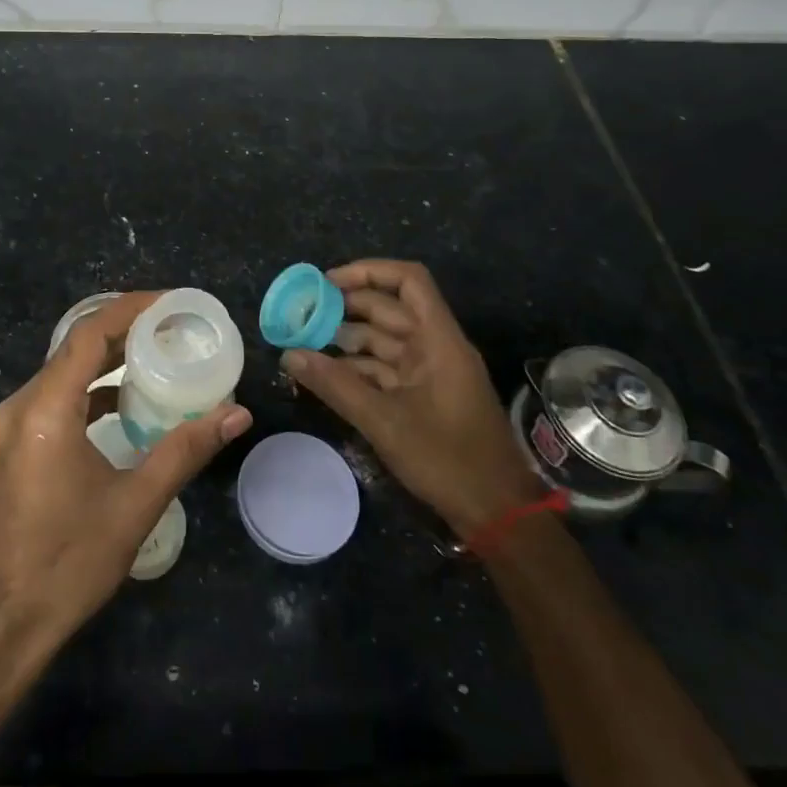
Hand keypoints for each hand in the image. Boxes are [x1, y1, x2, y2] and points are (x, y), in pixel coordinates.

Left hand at [0, 291, 251, 669]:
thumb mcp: (134, 505)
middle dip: (124, 330)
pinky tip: (123, 402)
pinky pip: (55, 397)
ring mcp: (11, 426)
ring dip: (106, 360)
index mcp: (45, 410)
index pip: (88, 334)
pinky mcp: (13, 445)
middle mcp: (21, 406)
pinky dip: (90, 389)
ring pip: (63, 372)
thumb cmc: (67, 564)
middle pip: (75, 347)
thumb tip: (237, 414)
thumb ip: (185, 451)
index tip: (172, 302)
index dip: (130, 309)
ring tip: (157, 355)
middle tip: (174, 326)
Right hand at [281, 260, 538, 536]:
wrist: (497, 514)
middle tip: (302, 315)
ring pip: (383, 340)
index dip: (368, 272)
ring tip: (304, 342)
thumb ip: (335, 385)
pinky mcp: (424, 396)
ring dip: (346, 339)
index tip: (327, 283)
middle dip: (345, 308)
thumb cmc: (448, 460)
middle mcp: (435, 347)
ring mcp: (430, 372)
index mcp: (439, 340)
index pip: (408, 281)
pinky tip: (324, 374)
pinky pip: (385, 369)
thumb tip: (289, 354)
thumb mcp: (385, 422)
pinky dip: (356, 368)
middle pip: (389, 309)